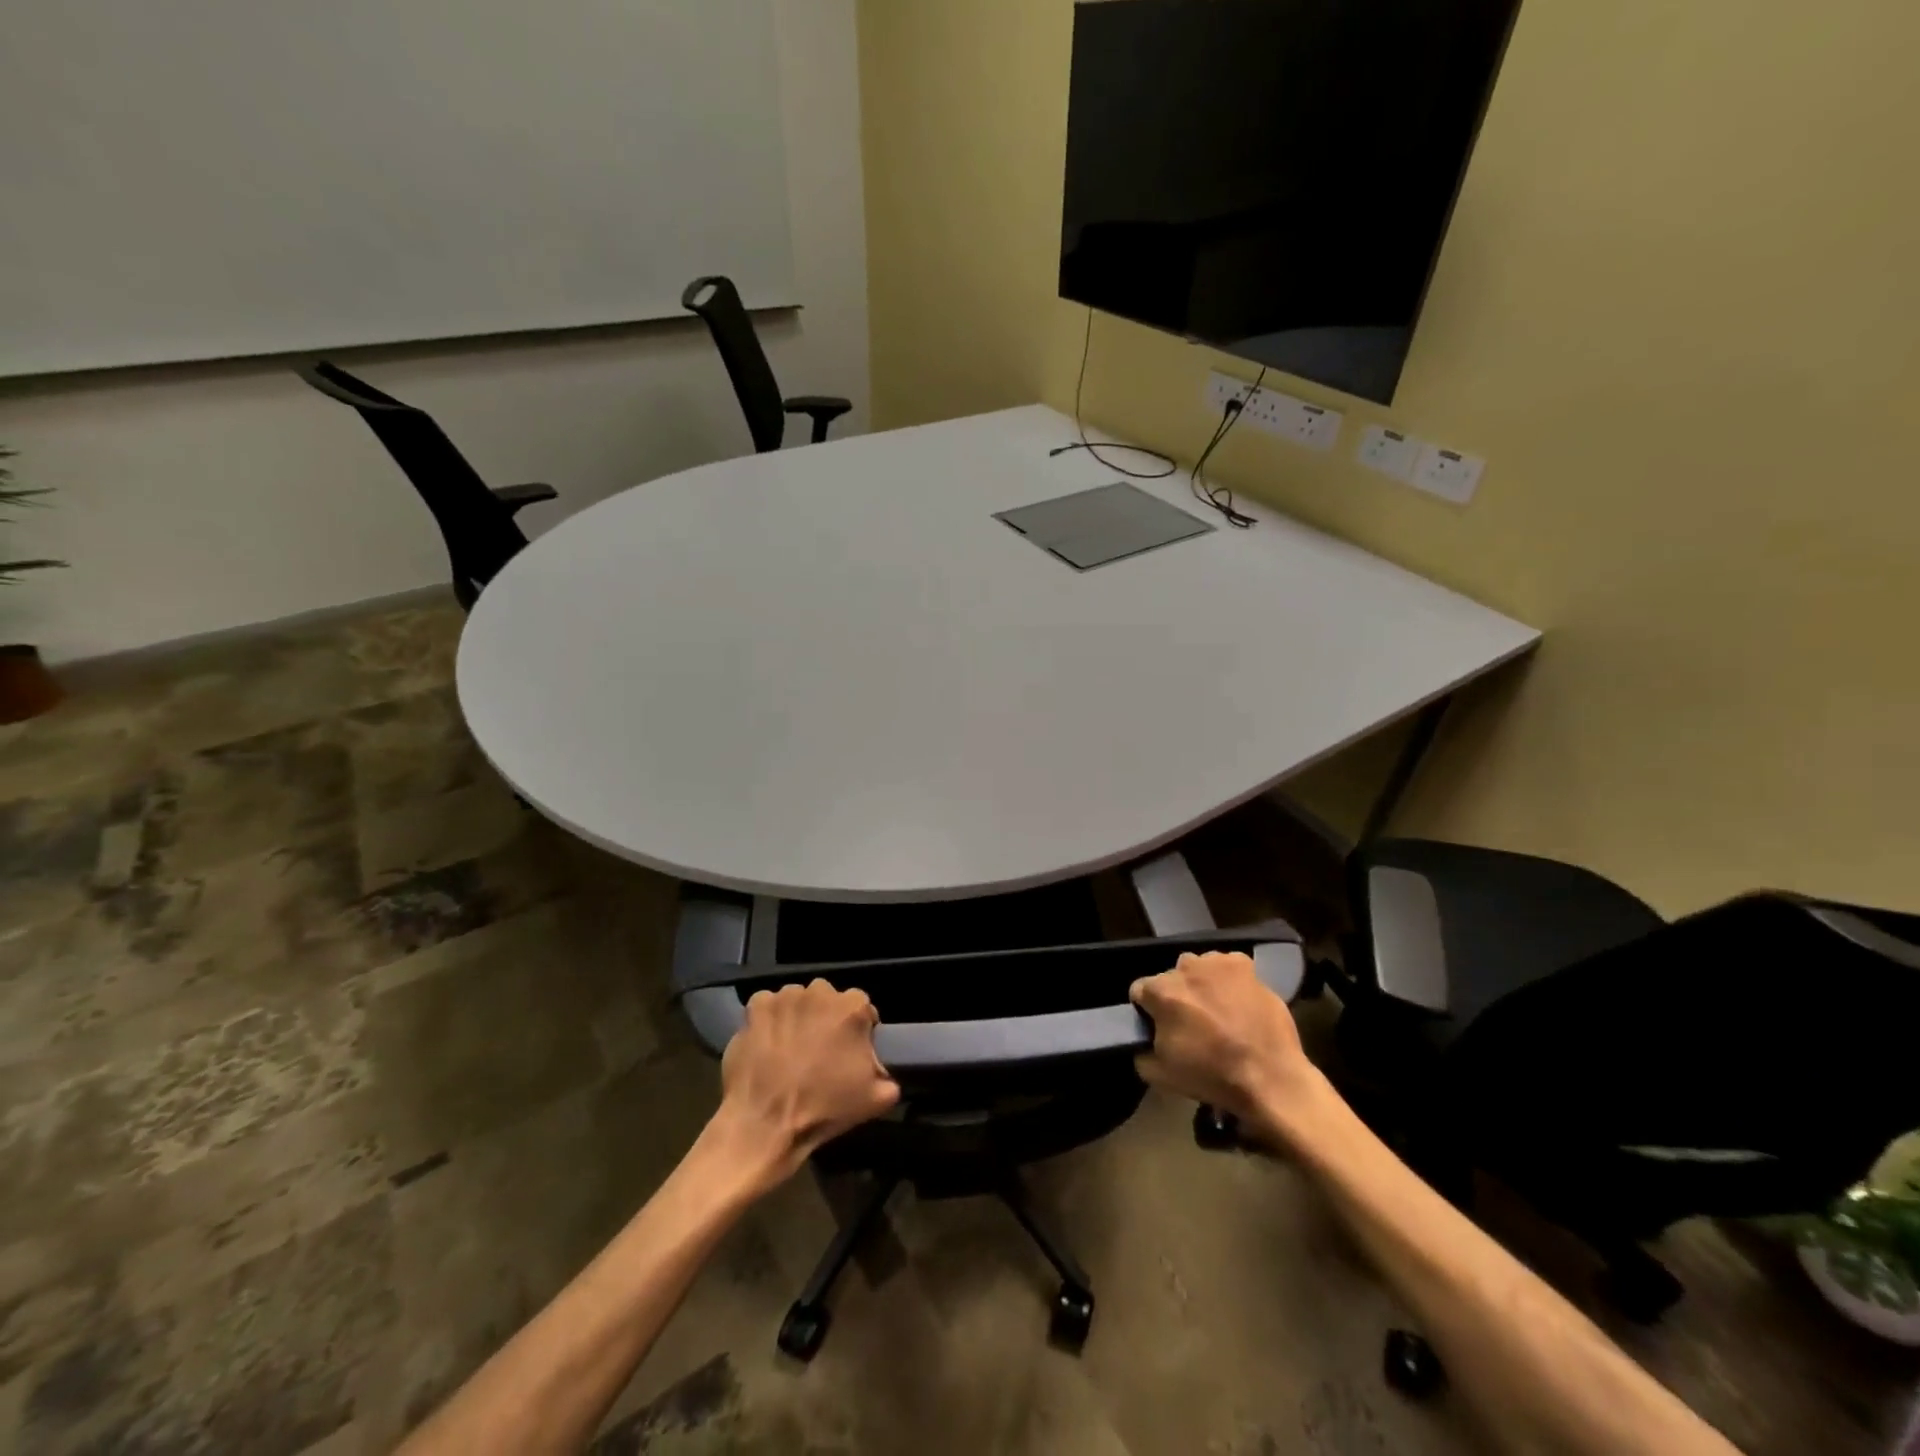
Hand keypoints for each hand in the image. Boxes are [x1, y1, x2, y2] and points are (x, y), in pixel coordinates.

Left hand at [712, 980, 899, 1186]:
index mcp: (853, 1008)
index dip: (857, 1029)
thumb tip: (885, 1074)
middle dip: (826, 1018)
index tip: (849, 1050)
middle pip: (828, 999)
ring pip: (797, 1000)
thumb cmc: (824, 1107)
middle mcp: (820, 992)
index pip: (862, 1007)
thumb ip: (888, 1078)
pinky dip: (768, 1019)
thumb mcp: (875, 1099)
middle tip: (818, 1048)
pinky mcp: (756, 1006)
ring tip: (789, 1046)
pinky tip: (766, 1042)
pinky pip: (767, 1005)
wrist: (766, 1123)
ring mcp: (786, 997)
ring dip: (797, 1016)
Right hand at [1131, 952, 1326, 1142]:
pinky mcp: (1244, 965)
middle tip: (1191, 1022)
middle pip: (1170, 978)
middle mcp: (1185, 968)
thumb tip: (1144, 1042)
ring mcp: (1216, 963)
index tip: (1159, 1027)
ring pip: (1197, 968)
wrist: (1270, 1078)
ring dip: (1200, 984)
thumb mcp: (1161, 1076)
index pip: (1139, 991)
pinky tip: (1236, 1000)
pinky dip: (1227, 979)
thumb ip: (1141, 1052)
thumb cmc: (1212, 1077)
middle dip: (1176, 996)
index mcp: (1161, 992)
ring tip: (1217, 1010)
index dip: (1147, 1010)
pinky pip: (1225, 966)